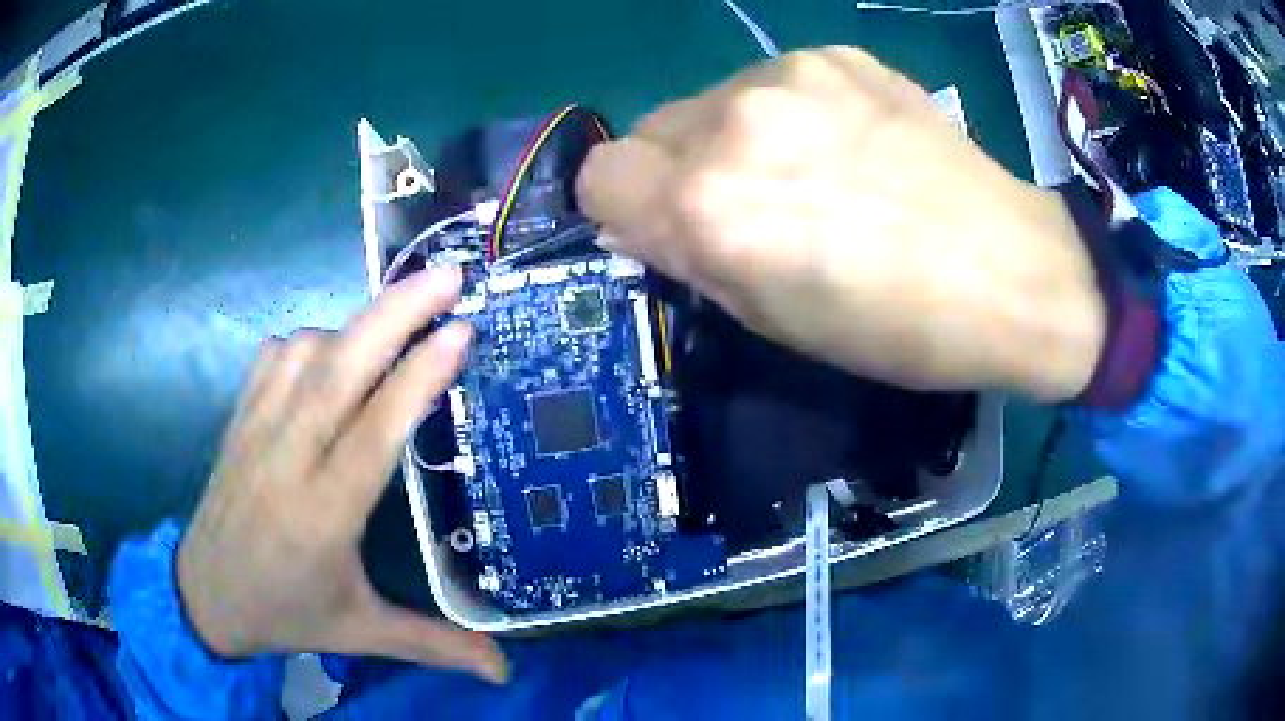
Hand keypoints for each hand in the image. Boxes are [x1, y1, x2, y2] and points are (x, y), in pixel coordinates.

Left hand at [176, 267, 506, 682]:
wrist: (204, 595)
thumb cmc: (285, 613)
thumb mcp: (360, 634)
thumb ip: (434, 645)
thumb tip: (505, 671)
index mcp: (322, 515)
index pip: (374, 431)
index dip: (418, 377)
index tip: (460, 332)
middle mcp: (286, 459)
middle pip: (339, 369)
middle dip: (395, 313)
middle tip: (447, 277)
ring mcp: (255, 430)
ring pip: (306, 351)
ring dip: (357, 326)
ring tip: (398, 322)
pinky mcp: (238, 417)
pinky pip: (276, 356)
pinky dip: (312, 340)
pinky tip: (332, 354)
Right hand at [577, 48, 1105, 400]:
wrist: (1012, 271)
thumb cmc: (893, 326)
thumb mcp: (773, 320)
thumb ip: (690, 258)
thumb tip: (640, 223)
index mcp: (710, 205)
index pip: (598, 175)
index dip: (622, 207)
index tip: (662, 228)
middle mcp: (733, 122)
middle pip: (646, 129)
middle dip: (675, 170)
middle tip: (745, 206)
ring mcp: (790, 75)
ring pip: (708, 101)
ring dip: (731, 137)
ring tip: (809, 173)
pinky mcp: (837, 55)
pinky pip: (772, 81)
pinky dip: (787, 112)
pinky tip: (849, 144)